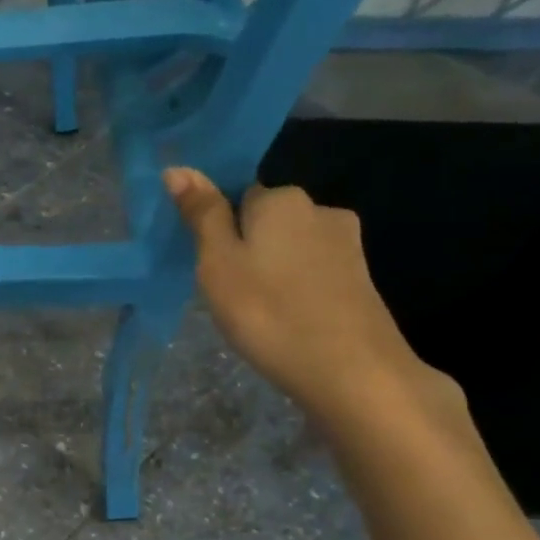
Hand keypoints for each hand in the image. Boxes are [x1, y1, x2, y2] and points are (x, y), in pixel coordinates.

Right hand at [164, 168, 461, 430]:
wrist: (352, 371)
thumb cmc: (268, 312)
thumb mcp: (218, 263)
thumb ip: (202, 214)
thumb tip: (177, 168)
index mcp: (280, 199)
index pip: (237, 196)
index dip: (219, 229)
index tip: (209, 265)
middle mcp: (319, 208)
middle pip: (267, 220)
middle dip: (247, 247)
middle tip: (228, 292)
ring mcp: (347, 244)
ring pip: (291, 247)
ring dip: (272, 269)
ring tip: (258, 311)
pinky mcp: (361, 278)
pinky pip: (313, 272)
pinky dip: (297, 288)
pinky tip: (289, 319)